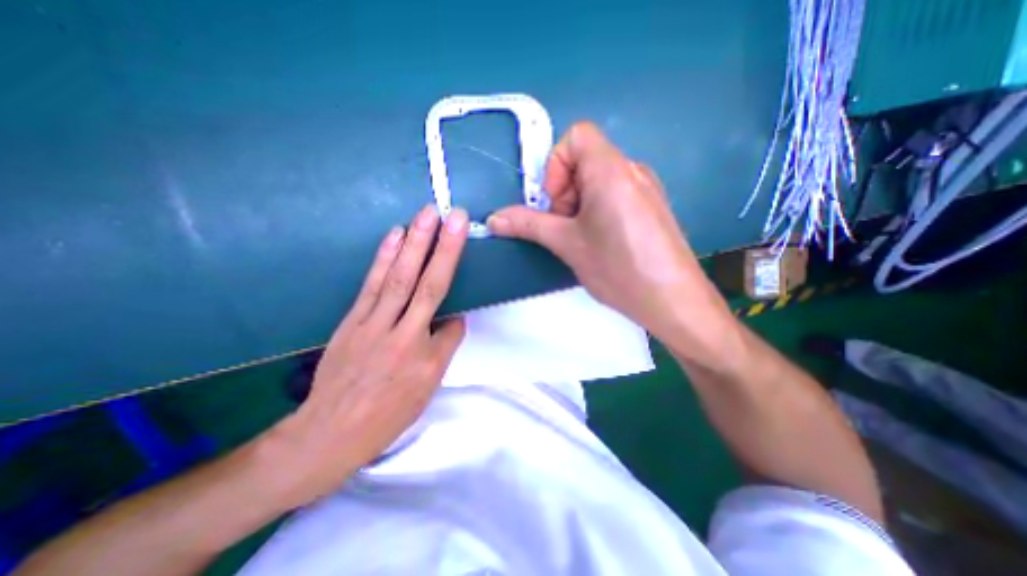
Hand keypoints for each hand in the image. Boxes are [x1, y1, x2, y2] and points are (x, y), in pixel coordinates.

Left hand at [262, 204, 468, 506]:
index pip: (452, 326)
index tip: (464, 308)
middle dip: (444, 248)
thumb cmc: (387, 415)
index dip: (459, 314)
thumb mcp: (426, 390)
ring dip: (416, 243)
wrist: (330, 433)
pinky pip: (372, 283)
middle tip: (455, 216)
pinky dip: (385, 257)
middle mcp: (402, 335)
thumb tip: (452, 320)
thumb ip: (443, 350)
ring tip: (427, 214)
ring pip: (399, 277)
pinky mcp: (353, 319)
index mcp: (425, 358)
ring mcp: (373, 323)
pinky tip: (395, 235)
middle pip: (428, 285)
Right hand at [487, 122, 728, 345]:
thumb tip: (493, 219)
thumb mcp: (567, 244)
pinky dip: (598, 210)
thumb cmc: (617, 267)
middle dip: (565, 191)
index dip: (556, 165)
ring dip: (579, 204)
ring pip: (599, 180)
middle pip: (586, 160)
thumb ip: (528, 225)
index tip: (555, 203)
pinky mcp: (651, 207)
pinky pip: (616, 194)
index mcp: (611, 169)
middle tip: (565, 228)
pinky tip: (602, 242)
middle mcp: (632, 170)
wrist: (673, 300)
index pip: (577, 135)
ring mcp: (645, 188)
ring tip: (583, 239)